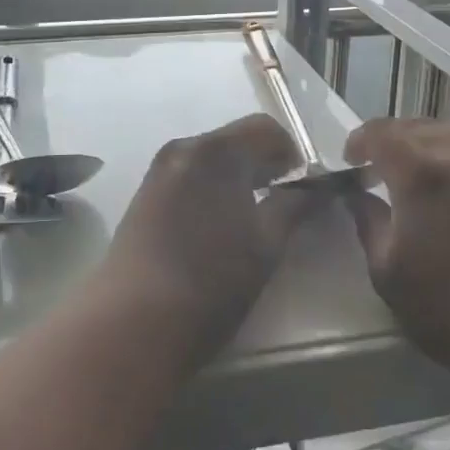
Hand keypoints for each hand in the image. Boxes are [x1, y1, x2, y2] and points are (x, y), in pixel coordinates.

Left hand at [100, 115, 307, 360]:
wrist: (134, 321)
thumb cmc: (212, 280)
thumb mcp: (267, 244)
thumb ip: (294, 206)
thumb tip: (315, 187)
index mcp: (217, 151)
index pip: (265, 128)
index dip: (291, 152)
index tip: (302, 185)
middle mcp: (183, 149)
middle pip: (234, 141)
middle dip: (263, 164)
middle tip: (283, 201)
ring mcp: (157, 173)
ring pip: (209, 161)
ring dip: (235, 178)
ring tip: (251, 218)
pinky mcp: (142, 198)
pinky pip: (187, 179)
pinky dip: (210, 190)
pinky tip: (216, 228)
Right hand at [344, 118, 449, 374]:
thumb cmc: (447, 305)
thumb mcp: (387, 271)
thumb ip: (369, 224)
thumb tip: (359, 198)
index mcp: (420, 174)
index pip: (383, 135)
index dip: (360, 140)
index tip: (348, 159)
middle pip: (415, 127)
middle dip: (387, 136)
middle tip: (371, 160)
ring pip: (448, 132)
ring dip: (420, 137)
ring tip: (405, 161)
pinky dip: (446, 149)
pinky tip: (439, 177)